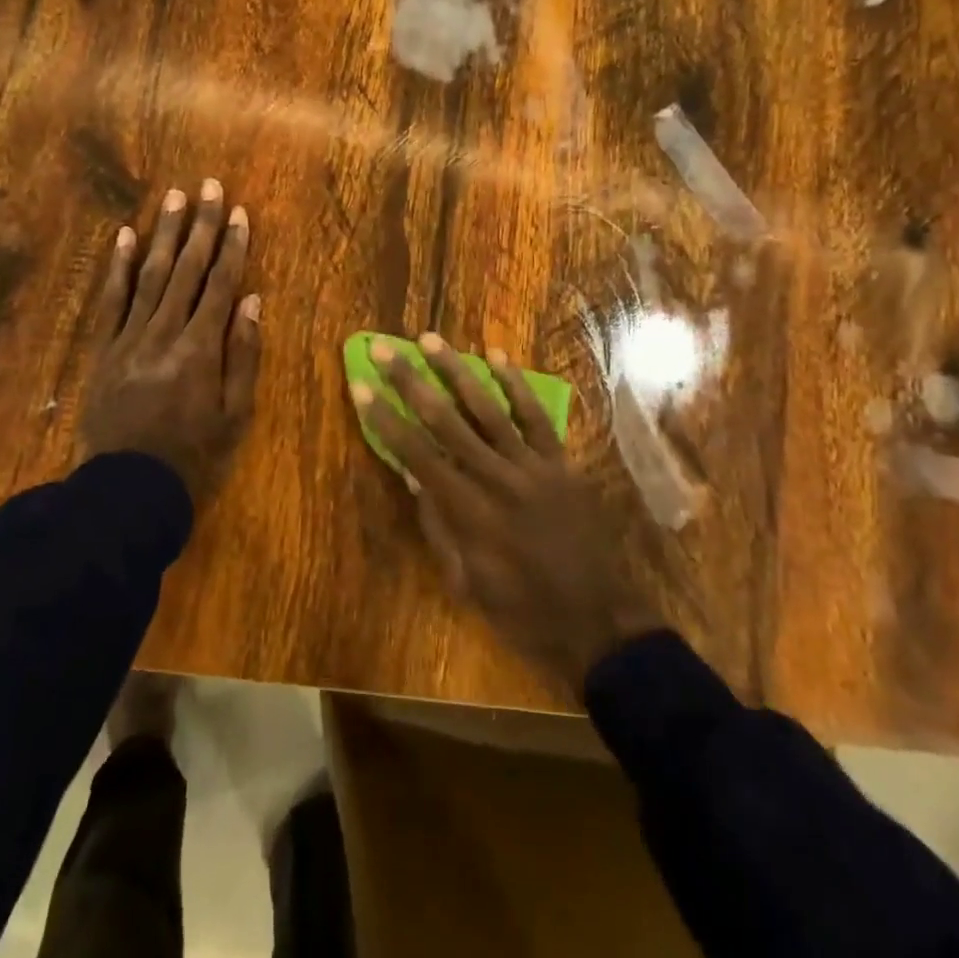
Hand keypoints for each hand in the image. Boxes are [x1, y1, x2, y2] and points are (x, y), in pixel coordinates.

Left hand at [79, 180, 260, 505]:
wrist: (127, 489)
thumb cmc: (193, 454)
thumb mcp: (235, 413)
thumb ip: (244, 354)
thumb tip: (252, 300)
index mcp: (200, 349)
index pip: (220, 285)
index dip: (232, 247)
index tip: (241, 213)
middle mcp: (164, 333)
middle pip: (187, 270)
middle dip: (201, 226)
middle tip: (210, 186)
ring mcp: (129, 338)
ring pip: (150, 275)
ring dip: (165, 234)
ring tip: (175, 197)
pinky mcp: (104, 349)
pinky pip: (111, 300)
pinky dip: (119, 266)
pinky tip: (126, 235)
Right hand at [351, 335, 663, 694]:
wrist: (597, 620)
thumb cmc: (521, 611)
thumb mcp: (466, 581)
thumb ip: (439, 525)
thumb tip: (413, 475)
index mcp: (468, 513)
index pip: (416, 454)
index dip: (385, 419)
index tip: (361, 386)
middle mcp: (496, 478)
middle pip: (446, 421)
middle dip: (410, 382)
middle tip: (384, 349)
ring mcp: (533, 466)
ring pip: (488, 408)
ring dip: (456, 370)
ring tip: (430, 339)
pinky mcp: (561, 462)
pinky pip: (536, 417)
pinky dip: (516, 385)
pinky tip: (497, 356)